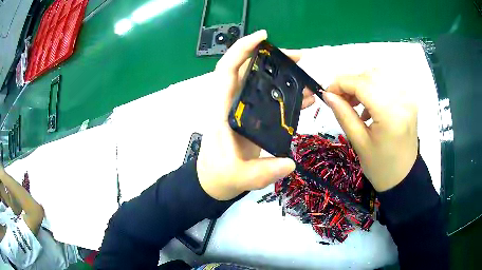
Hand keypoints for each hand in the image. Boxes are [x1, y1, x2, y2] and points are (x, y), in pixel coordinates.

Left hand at [197, 30, 315, 200]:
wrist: (215, 181)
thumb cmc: (219, 175)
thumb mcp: (239, 176)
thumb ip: (263, 172)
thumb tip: (290, 164)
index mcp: (222, 109)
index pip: (227, 70)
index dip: (242, 49)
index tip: (263, 37)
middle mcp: (232, 104)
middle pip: (249, 70)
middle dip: (272, 59)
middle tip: (298, 58)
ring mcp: (244, 110)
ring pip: (261, 82)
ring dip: (283, 76)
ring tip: (305, 77)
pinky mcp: (253, 118)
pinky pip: (269, 99)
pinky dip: (286, 94)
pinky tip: (303, 98)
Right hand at [324, 69, 417, 191]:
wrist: (404, 177)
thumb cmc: (380, 167)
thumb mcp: (359, 143)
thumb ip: (343, 114)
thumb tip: (327, 94)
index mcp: (390, 114)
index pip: (361, 84)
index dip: (340, 83)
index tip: (327, 93)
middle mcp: (402, 100)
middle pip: (370, 74)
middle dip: (351, 82)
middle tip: (341, 99)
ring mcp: (408, 98)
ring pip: (379, 74)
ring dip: (362, 83)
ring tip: (355, 102)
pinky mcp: (409, 99)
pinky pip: (388, 82)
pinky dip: (374, 87)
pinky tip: (370, 105)